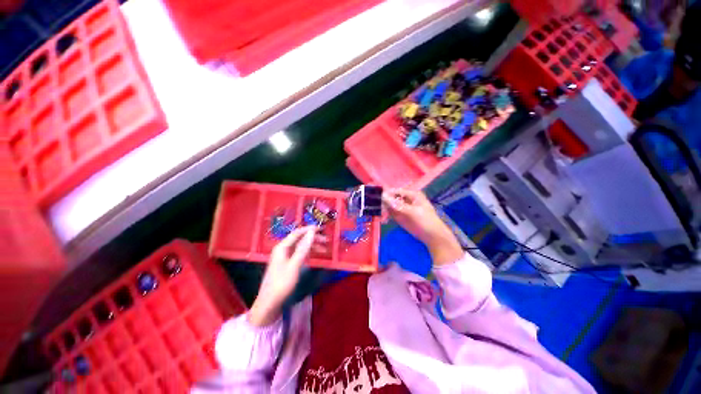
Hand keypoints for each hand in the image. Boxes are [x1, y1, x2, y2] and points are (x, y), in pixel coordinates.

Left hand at [248, 226, 315, 326]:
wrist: (269, 303)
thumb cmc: (281, 283)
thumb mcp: (294, 265)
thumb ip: (303, 248)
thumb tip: (311, 232)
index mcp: (282, 247)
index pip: (297, 233)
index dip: (309, 229)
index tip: (321, 228)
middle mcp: (282, 249)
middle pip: (299, 239)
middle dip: (313, 238)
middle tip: (326, 240)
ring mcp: (284, 257)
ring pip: (300, 247)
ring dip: (312, 246)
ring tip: (324, 249)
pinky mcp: (286, 264)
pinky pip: (298, 254)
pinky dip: (307, 253)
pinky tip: (314, 255)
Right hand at [382, 189, 462, 265]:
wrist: (432, 237)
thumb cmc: (426, 221)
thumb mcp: (412, 212)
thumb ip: (398, 205)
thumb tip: (384, 197)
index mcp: (412, 195)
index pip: (396, 191)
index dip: (387, 193)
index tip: (377, 198)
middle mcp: (406, 199)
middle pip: (391, 198)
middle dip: (384, 203)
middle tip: (379, 210)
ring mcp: (402, 208)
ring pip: (389, 206)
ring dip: (384, 210)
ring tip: (382, 217)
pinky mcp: (399, 216)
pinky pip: (390, 213)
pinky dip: (386, 216)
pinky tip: (384, 220)